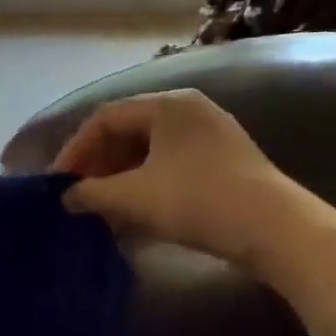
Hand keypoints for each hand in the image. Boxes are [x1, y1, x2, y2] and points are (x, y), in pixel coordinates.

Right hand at [52, 89, 308, 268]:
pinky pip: (170, 165)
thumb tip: (67, 197)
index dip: (75, 150)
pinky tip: (134, 211)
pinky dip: (145, 184)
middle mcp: (189, 110)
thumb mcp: (133, 197)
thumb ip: (91, 193)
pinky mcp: (224, 162)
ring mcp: (210, 135)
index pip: (104, 119)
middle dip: (97, 164)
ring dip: (119, 178)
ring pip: (149, 151)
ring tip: (101, 207)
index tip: (58, 181)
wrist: (276, 229)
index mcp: (166, 105)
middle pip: (127, 132)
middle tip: (78, 194)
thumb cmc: (197, 200)